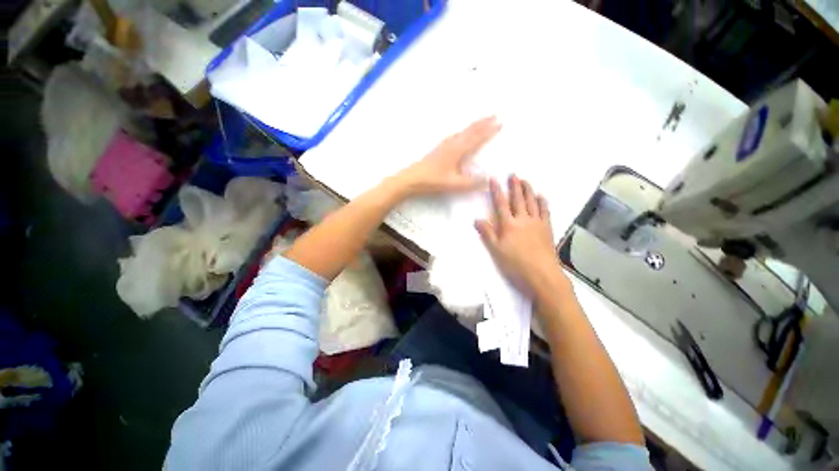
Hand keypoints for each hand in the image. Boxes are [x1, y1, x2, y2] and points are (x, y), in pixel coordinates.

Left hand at [394, 116, 500, 195]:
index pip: (477, 138)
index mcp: (457, 150)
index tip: (500, 122)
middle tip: (495, 114)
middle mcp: (452, 144)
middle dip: (483, 122)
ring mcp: (444, 145)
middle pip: (470, 130)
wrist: (411, 178)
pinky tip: (460, 134)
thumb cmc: (433, 181)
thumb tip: (489, 180)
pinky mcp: (438, 148)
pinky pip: (455, 135)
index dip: (489, 130)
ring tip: (481, 121)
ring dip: (473, 125)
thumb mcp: (454, 184)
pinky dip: (463, 130)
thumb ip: (471, 183)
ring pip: (462, 131)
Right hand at [475, 175, 566, 295]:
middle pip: (518, 200)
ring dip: (528, 190)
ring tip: (526, 180)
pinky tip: (541, 196)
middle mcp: (523, 220)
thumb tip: (477, 219)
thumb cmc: (516, 264)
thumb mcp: (496, 251)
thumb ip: (487, 233)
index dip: (496, 191)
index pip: (501, 204)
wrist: (542, 275)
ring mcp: (537, 223)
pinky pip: (545, 211)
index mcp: (509, 225)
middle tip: (513, 174)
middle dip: (514, 186)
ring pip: (532, 202)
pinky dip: (543, 202)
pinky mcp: (547, 228)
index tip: (494, 179)